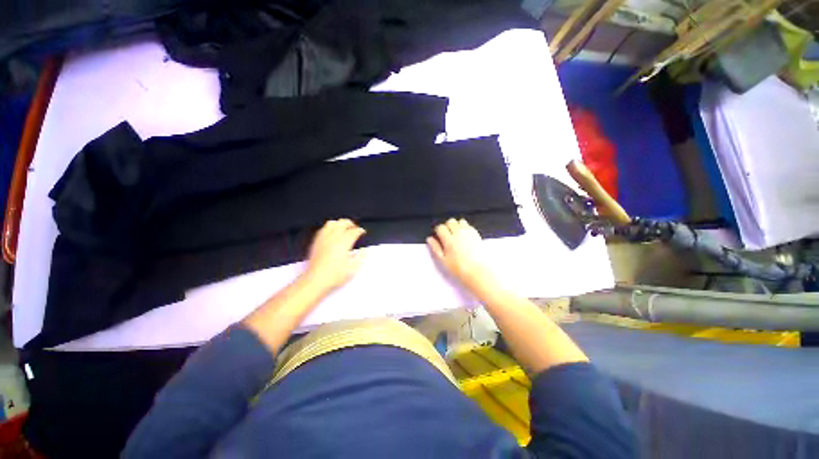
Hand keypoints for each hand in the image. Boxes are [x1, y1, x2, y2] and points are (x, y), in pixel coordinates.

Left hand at [302, 219, 365, 292]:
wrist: (315, 280)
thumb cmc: (335, 275)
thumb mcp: (353, 269)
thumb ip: (361, 257)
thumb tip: (364, 250)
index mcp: (343, 243)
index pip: (353, 231)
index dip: (360, 230)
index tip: (363, 232)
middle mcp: (333, 238)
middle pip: (342, 223)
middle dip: (350, 224)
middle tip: (355, 228)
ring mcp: (323, 239)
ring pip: (332, 223)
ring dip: (339, 223)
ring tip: (343, 228)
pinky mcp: (316, 242)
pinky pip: (322, 229)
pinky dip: (329, 228)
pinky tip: (332, 233)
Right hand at [427, 218, 491, 288]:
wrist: (478, 272)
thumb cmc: (459, 268)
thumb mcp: (443, 261)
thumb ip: (435, 248)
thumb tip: (429, 239)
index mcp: (449, 240)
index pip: (440, 227)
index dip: (438, 231)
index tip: (439, 237)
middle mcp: (458, 233)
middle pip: (450, 221)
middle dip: (447, 226)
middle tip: (447, 235)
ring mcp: (469, 233)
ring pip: (460, 221)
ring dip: (457, 225)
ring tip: (457, 235)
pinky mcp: (477, 234)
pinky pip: (469, 225)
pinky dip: (465, 228)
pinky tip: (465, 236)